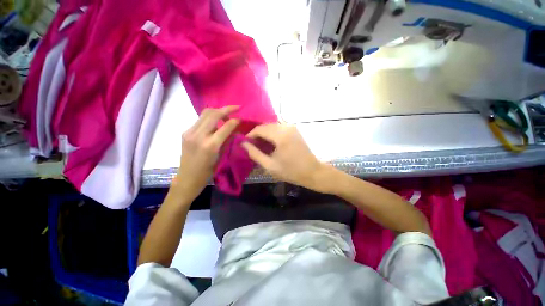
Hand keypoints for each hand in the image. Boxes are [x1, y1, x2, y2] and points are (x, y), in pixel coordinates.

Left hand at [174, 106, 239, 198]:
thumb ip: (228, 140)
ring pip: (205, 113)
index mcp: (210, 145)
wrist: (188, 178)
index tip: (241, 118)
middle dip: (227, 109)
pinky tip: (216, 122)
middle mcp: (199, 135)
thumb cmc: (208, 171)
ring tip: (227, 113)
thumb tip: (235, 129)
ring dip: (218, 111)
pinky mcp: (185, 132)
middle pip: (213, 114)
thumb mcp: (221, 157)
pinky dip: (210, 118)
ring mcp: (190, 132)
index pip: (226, 126)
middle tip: (236, 107)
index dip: (235, 120)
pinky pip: (200, 120)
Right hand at [242, 124, 332, 192]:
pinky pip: (279, 128)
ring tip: (260, 144)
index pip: (260, 129)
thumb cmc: (291, 171)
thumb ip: (255, 154)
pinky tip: (270, 142)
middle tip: (251, 145)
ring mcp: (292, 127)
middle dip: (257, 134)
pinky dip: (272, 133)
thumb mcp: (270, 166)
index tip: (245, 143)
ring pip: (272, 126)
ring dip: (264, 133)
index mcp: (281, 136)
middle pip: (266, 126)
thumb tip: (243, 144)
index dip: (250, 135)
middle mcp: (287, 127)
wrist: (312, 171)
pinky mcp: (295, 130)